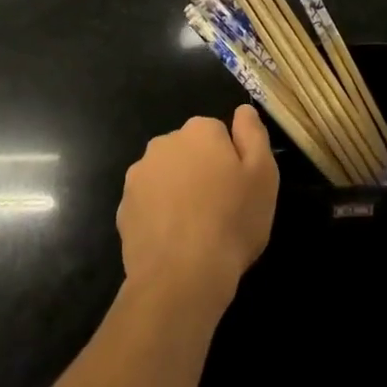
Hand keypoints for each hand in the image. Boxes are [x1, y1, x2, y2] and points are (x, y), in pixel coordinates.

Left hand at [117, 106, 278, 310]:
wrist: (181, 276)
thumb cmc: (231, 221)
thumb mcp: (263, 175)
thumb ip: (254, 134)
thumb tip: (243, 110)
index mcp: (199, 130)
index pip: (217, 133)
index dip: (230, 160)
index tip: (238, 188)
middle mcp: (164, 142)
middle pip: (189, 151)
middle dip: (201, 171)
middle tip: (219, 208)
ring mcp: (138, 175)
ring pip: (166, 176)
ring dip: (178, 191)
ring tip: (195, 229)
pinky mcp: (123, 207)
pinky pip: (148, 203)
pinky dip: (159, 215)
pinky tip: (173, 241)